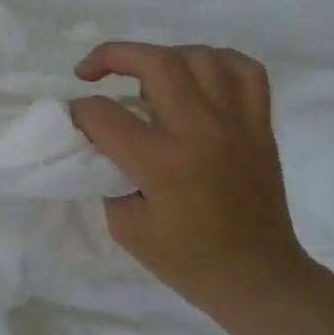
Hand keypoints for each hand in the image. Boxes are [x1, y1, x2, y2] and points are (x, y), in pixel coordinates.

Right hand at [69, 42, 310, 312]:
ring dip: (162, 55)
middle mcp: (201, 132)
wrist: (257, 278)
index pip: (106, 115)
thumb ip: (110, 176)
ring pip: (200, 57)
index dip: (79, 112)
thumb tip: (105, 143)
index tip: (73, 121)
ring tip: (144, 74)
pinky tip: (196, 74)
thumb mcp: (126, 227)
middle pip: (156, 63)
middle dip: (112, 56)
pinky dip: (216, 61)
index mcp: (163, 163)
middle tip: (90, 71)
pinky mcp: (260, 126)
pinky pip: (245, 71)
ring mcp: (237, 124)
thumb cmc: (187, 260)